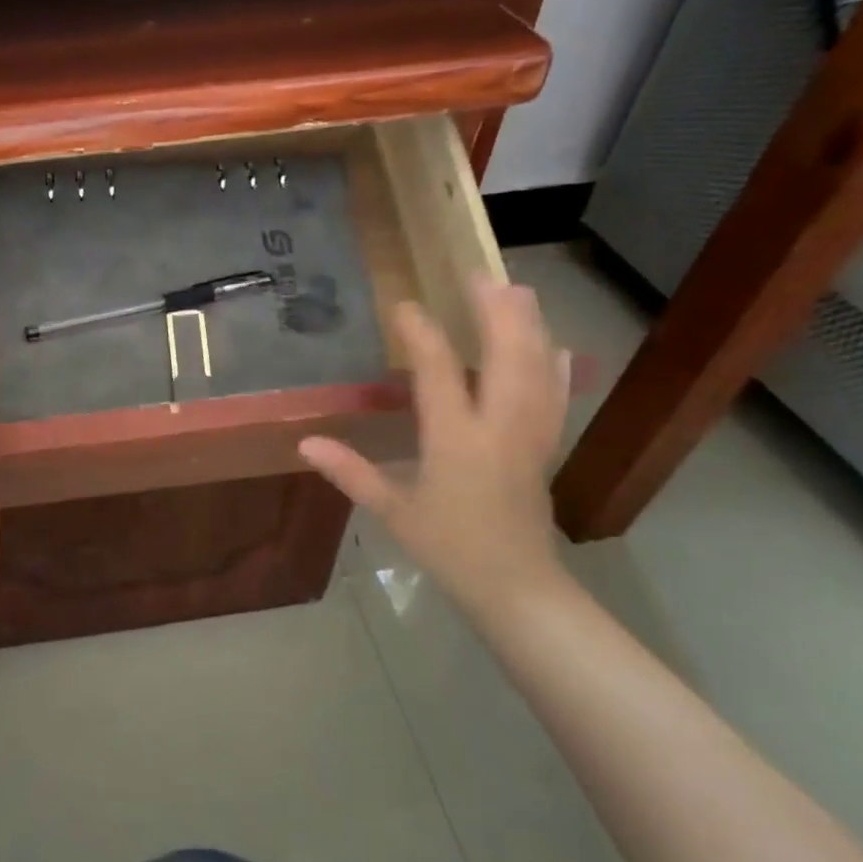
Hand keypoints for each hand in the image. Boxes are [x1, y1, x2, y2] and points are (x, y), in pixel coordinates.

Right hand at [299, 278, 570, 625]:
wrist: (515, 586)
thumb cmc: (448, 547)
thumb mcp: (393, 510)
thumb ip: (350, 471)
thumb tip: (306, 442)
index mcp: (456, 440)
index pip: (440, 372)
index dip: (422, 334)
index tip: (405, 305)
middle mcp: (499, 427)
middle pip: (508, 355)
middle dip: (496, 312)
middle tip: (481, 275)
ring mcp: (529, 435)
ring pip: (538, 368)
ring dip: (529, 326)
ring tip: (518, 291)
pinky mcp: (545, 447)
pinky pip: (555, 395)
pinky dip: (555, 365)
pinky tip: (556, 346)